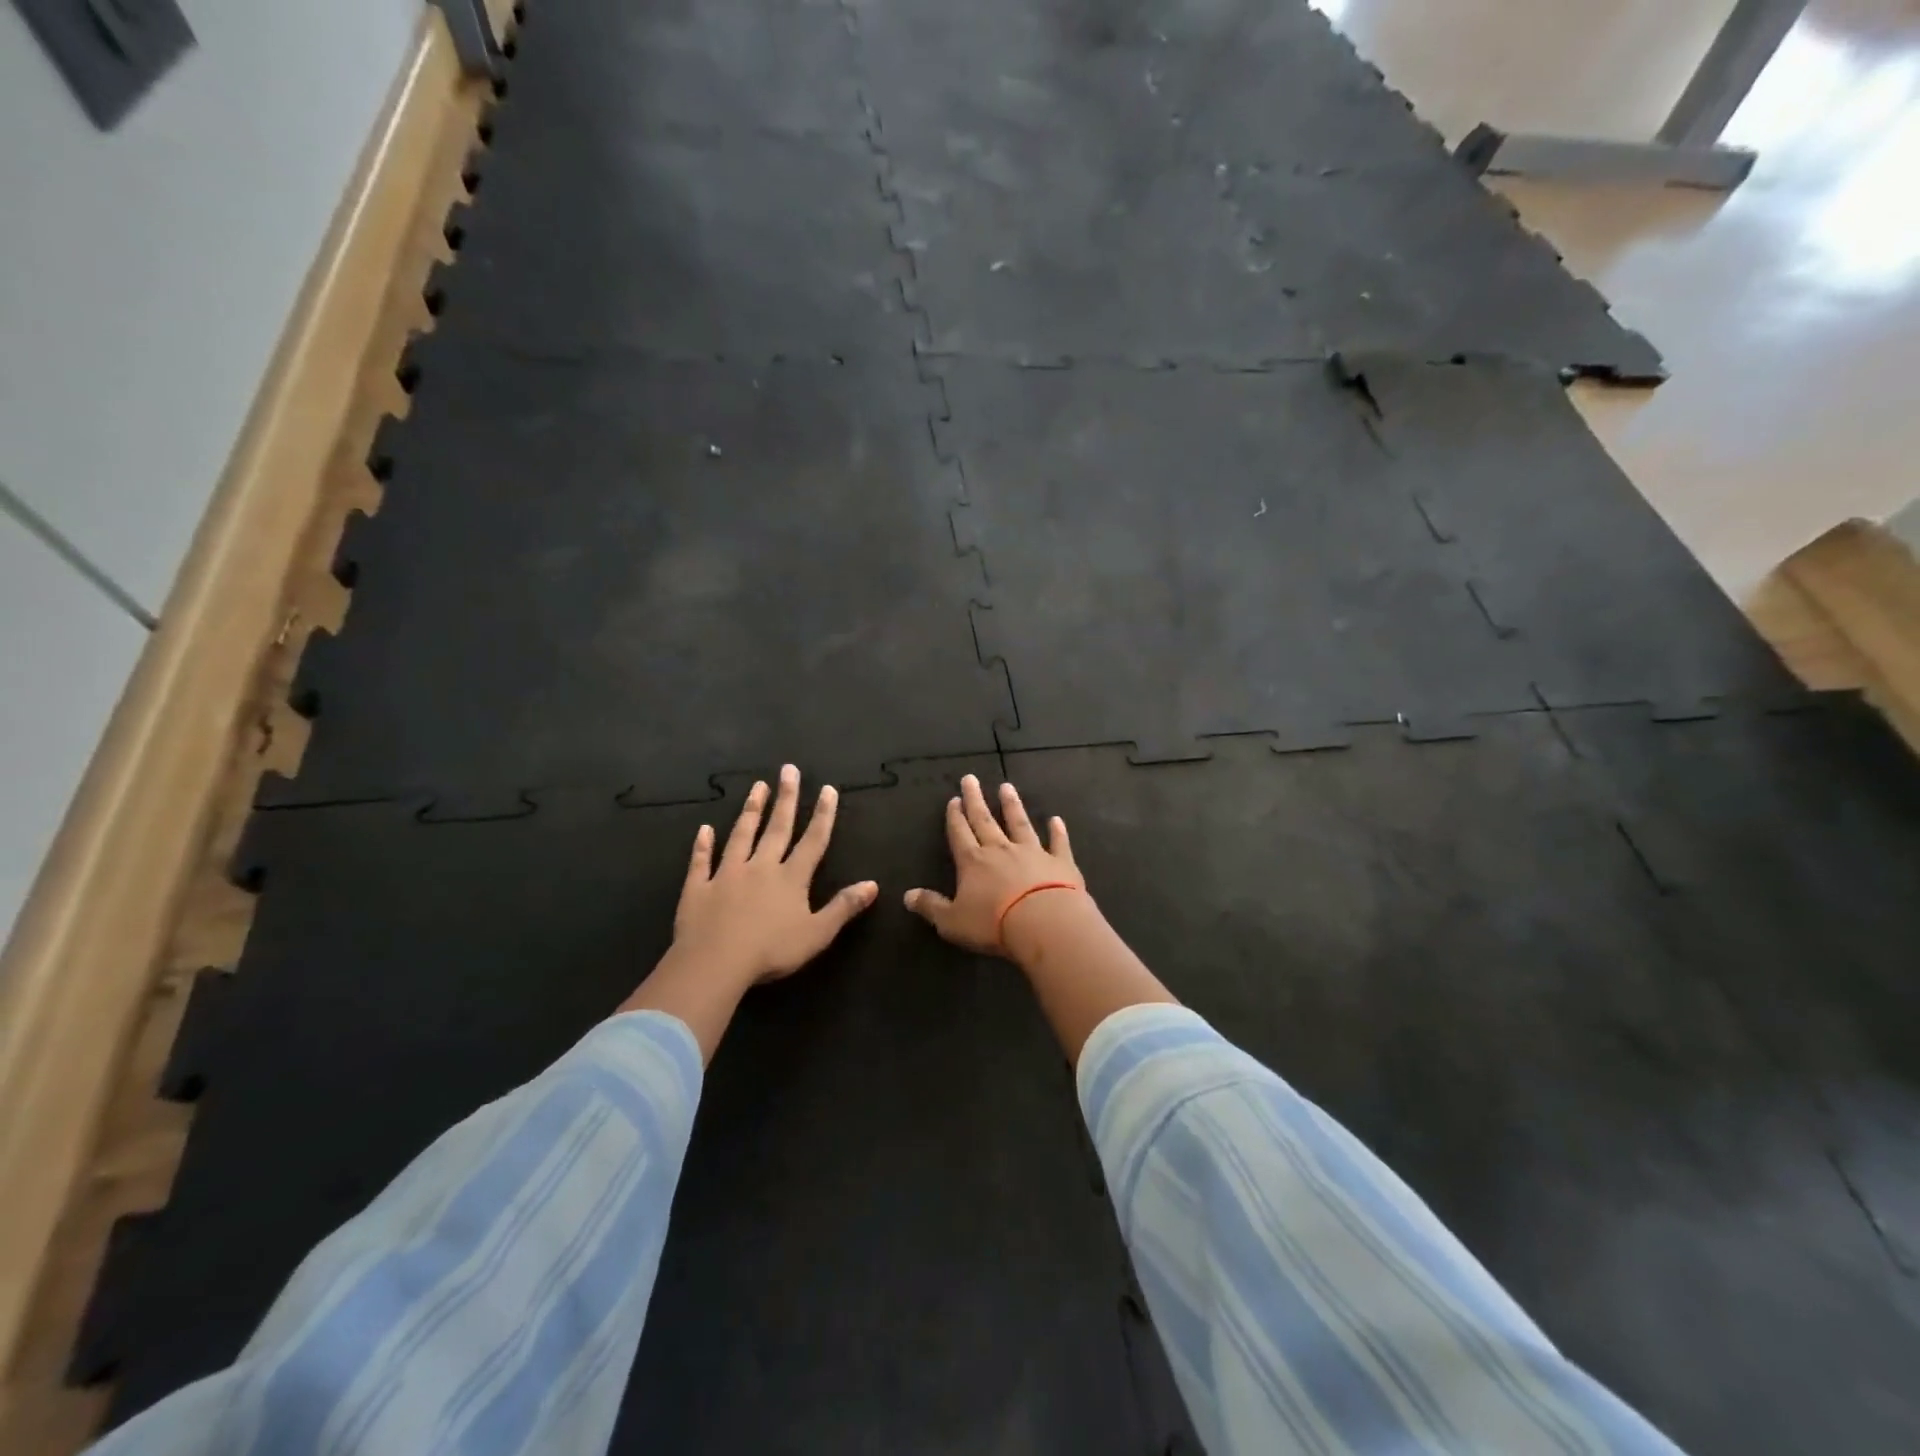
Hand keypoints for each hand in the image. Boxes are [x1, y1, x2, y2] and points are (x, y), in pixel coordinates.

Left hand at [621, 766, 877, 1060]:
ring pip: (741, 835)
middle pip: (776, 828)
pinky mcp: (698, 888)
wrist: (715, 963)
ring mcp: (727, 875)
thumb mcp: (818, 933)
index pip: (812, 840)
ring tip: (757, 787)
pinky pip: (701, 861)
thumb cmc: (771, 951)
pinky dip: (703, 845)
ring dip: (751, 811)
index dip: (822, 815)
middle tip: (788, 769)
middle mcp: (761, 867)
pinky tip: (704, 829)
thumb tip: (873, 884)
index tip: (827, 788)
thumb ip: (844, 907)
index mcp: (791, 878)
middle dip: (786, 798)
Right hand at [905, 774, 1084, 955]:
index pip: (960, 834)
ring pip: (1020, 824)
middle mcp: (1001, 850)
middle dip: (976, 800)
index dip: (955, 817)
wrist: (1044, 923)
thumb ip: (931, 906)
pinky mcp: (1060, 862)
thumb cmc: (993, 924)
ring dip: (1012, 805)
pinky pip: (1058, 843)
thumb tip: (907, 896)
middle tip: (971, 779)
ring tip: (1007, 787)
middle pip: (985, 820)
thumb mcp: (952, 921)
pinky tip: (1056, 819)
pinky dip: (1057, 831)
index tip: (954, 799)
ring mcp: (1033, 853)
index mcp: (973, 862)